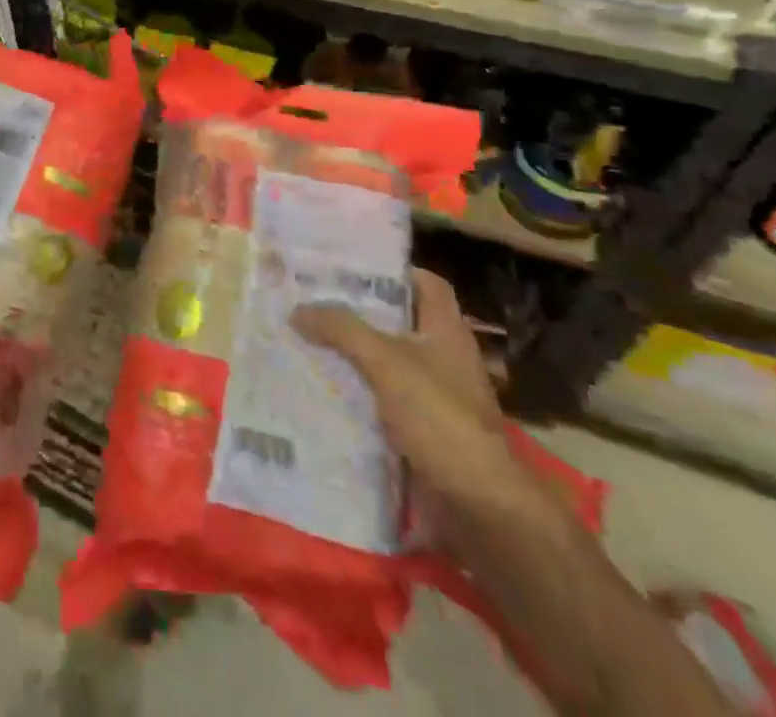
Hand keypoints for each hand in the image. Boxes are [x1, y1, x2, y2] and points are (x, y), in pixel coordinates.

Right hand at [294, 272, 530, 532]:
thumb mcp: (385, 361)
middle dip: (357, 314)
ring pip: (386, 364)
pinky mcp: (423, 433)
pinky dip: (356, 395)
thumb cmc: (439, 417)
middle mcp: (444, 358)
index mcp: (446, 331)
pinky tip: (321, 391)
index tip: (350, 267)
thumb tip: (297, 310)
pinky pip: (382, 402)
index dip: (393, 271)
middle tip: (313, 302)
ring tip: (306, 342)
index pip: (426, 284)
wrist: (478, 507)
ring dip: (352, 356)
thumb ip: (341, 329)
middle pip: (399, 323)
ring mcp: (435, 398)